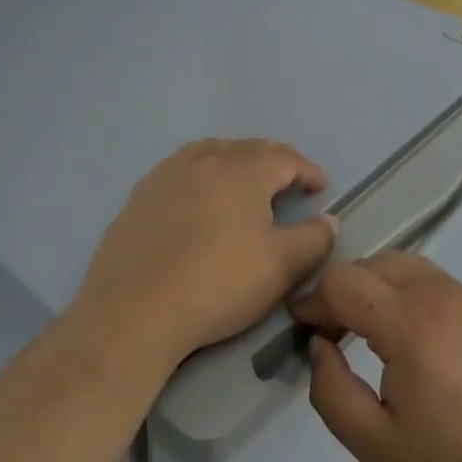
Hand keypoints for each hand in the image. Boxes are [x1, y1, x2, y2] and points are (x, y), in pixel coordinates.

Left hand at [78, 139, 335, 367]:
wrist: (133, 311)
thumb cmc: (217, 284)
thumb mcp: (280, 267)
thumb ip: (313, 240)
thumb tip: (327, 221)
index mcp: (242, 170)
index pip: (285, 158)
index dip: (308, 171)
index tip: (320, 187)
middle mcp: (205, 158)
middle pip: (249, 149)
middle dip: (275, 162)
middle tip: (290, 181)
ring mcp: (168, 172)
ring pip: (213, 153)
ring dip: (237, 163)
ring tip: (247, 183)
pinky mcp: (141, 193)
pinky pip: (183, 170)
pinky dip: (204, 175)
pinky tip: (200, 199)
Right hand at [292, 254, 461, 461]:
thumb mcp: (377, 448)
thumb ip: (332, 393)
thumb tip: (319, 347)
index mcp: (409, 323)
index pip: (343, 281)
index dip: (314, 301)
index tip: (303, 330)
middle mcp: (438, 294)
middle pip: (371, 264)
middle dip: (342, 291)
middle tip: (332, 335)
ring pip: (402, 265)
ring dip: (374, 286)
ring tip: (366, 332)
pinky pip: (431, 279)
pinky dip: (405, 291)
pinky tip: (408, 335)